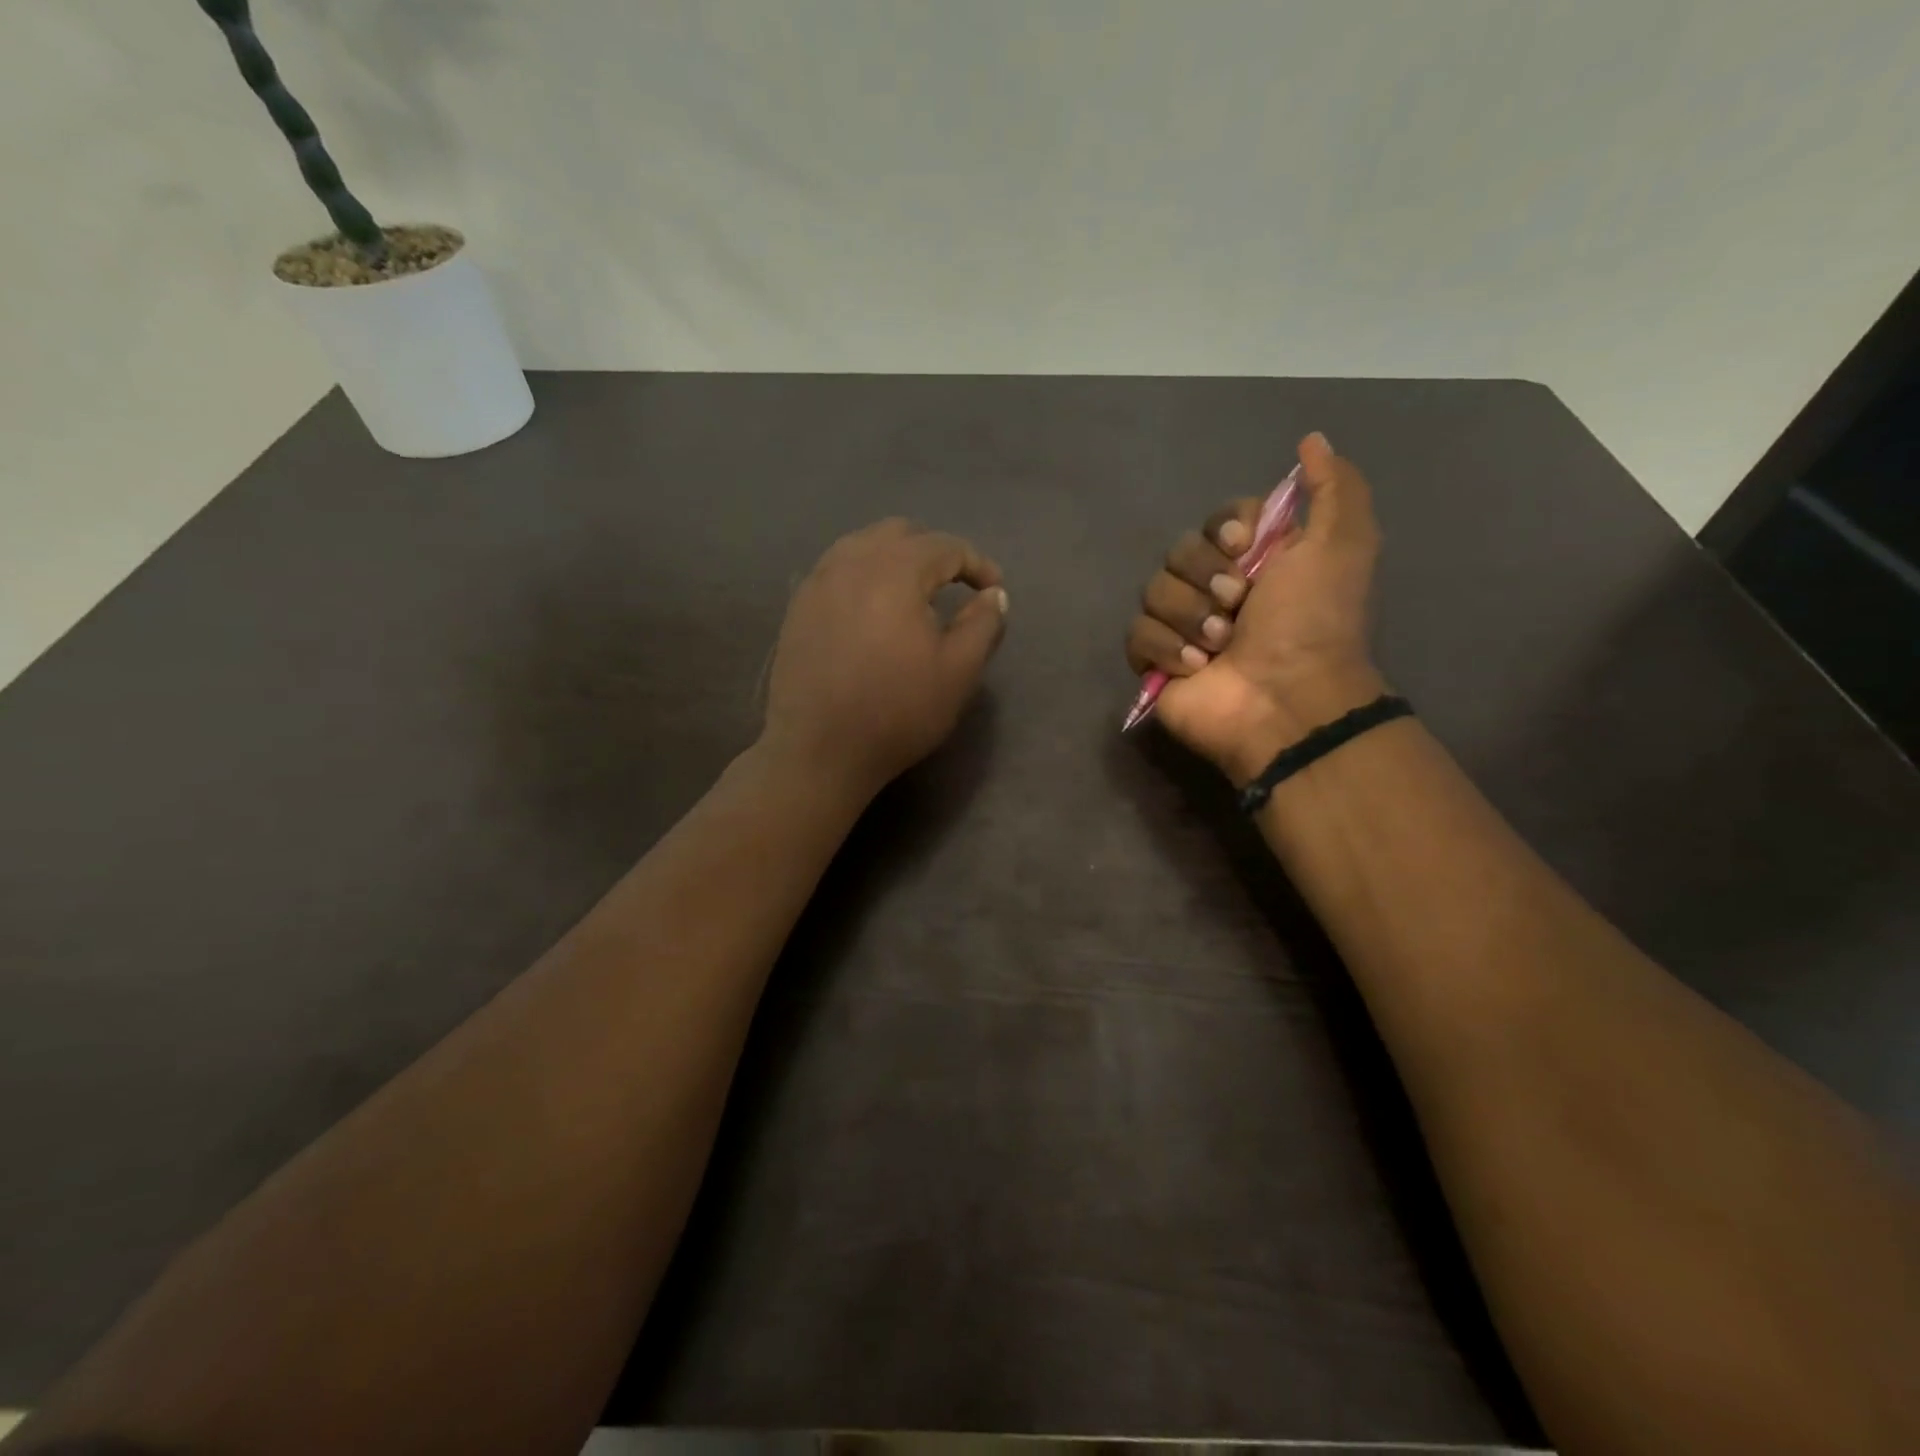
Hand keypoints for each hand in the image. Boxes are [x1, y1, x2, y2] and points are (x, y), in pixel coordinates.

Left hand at [763, 518, 1008, 799]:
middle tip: (953, 586)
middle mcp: (851, 562)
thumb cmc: (897, 711)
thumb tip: (994, 594)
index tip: (993, 590)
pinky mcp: (797, 607)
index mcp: (895, 571)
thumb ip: (983, 624)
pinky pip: (836, 569)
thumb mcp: (958, 672)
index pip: (945, 546)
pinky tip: (871, 609)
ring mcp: (817, 582)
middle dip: (934, 551)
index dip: (977, 563)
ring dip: (895, 558)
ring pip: (862, 545)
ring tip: (912, 594)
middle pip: (899, 533)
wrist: (819, 751)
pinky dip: (863, 575)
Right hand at [1125, 432, 1386, 783]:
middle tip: (1238, 604)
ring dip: (1189, 616)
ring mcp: (1183, 627)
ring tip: (1220, 645)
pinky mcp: (1156, 663)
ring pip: (1153, 592)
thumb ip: (1334, 488)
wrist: (1286, 698)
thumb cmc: (1313, 622)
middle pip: (1178, 553)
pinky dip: (1166, 648)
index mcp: (1255, 562)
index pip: (1217, 521)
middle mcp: (1217, 590)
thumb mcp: (1342, 545)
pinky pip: (1137, 635)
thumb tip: (1313, 440)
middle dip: (1205, 576)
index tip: (1241, 544)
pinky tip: (1196, 667)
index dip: (1222, 528)